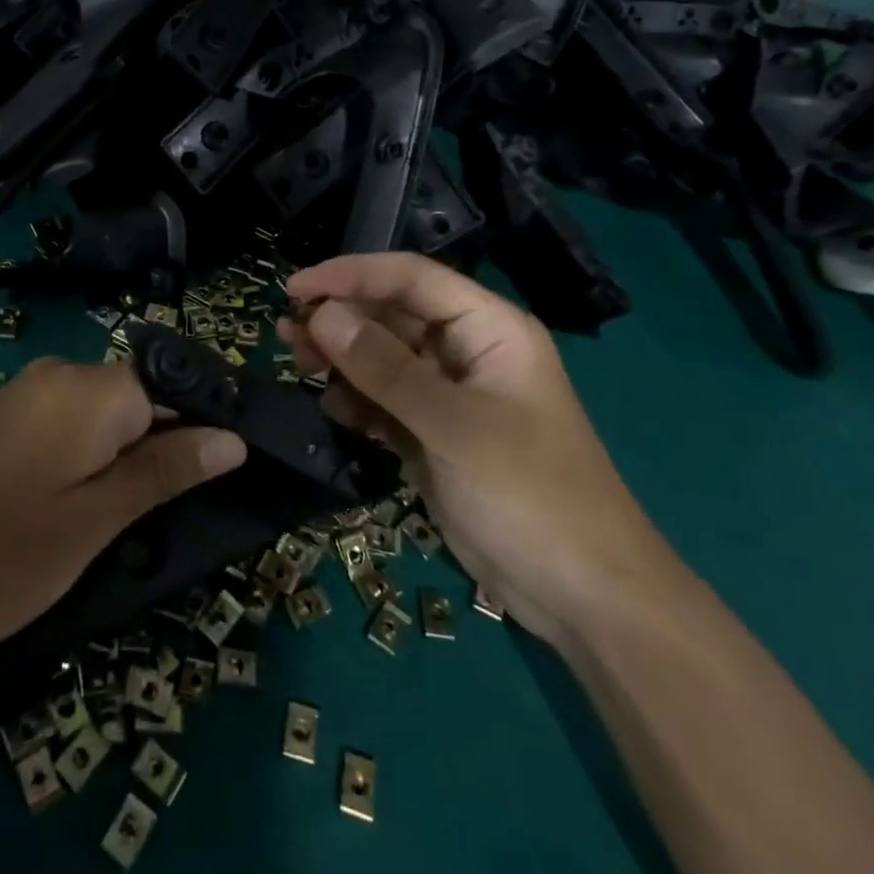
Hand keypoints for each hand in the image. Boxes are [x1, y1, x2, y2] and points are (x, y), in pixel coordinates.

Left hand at [0, 359, 247, 697]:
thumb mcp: (90, 524)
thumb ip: (163, 473)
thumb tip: (230, 438)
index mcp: (90, 389)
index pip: (173, 388)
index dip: (202, 431)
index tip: (220, 484)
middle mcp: (58, 377)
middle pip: (139, 400)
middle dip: (163, 452)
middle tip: (169, 521)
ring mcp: (22, 398)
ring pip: (103, 420)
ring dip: (123, 465)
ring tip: (124, 529)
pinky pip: (66, 430)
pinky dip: (86, 466)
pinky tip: (75, 515)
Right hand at [279, 253, 683, 645]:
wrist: (585, 598)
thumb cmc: (531, 495)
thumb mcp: (454, 426)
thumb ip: (384, 368)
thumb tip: (322, 315)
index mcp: (488, 328)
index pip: (411, 278)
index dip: (351, 274)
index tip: (295, 288)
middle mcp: (467, 351)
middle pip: (393, 315)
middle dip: (340, 319)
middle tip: (288, 334)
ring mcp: (450, 395)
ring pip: (383, 358)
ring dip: (342, 359)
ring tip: (299, 365)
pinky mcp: (435, 434)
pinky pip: (385, 401)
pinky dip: (357, 401)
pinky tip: (334, 411)